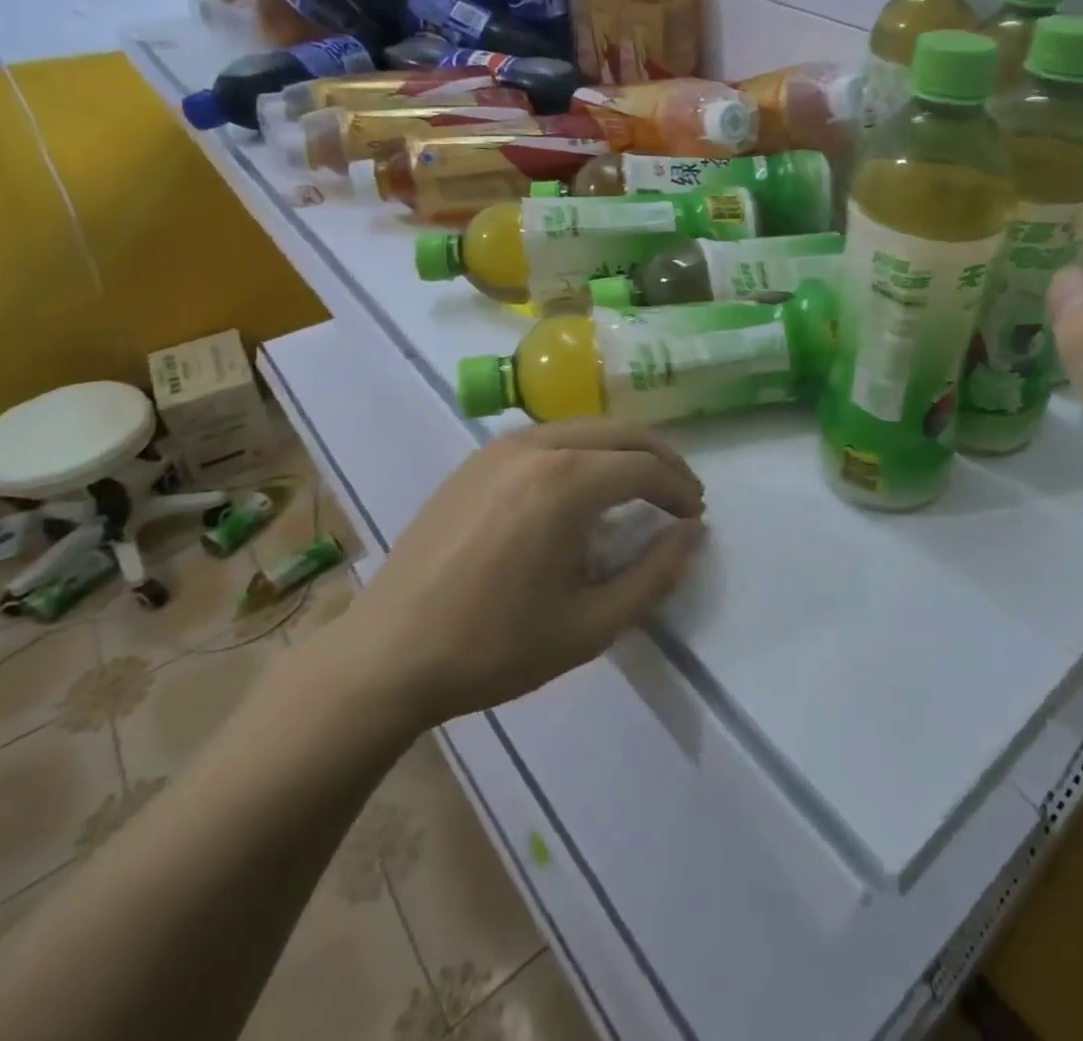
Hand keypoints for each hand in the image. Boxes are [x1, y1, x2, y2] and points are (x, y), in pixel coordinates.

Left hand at [320, 420, 704, 727]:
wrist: (387, 655)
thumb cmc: (494, 647)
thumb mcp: (590, 625)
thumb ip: (654, 576)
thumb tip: (692, 535)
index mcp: (565, 483)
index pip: (645, 468)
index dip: (680, 489)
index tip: (695, 517)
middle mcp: (536, 446)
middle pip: (621, 433)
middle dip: (661, 459)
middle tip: (681, 495)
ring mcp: (500, 447)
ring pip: (585, 428)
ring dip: (622, 451)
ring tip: (640, 489)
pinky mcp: (475, 459)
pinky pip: (548, 437)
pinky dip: (583, 452)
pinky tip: (582, 488)